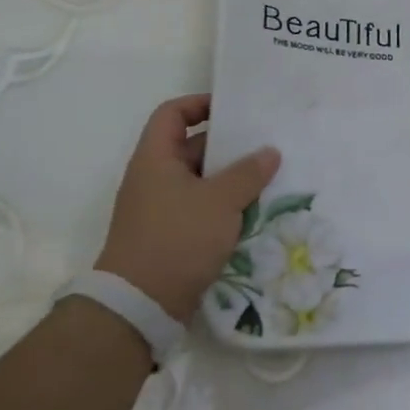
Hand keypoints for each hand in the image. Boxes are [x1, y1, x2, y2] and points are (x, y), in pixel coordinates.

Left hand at [95, 95, 280, 321]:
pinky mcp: (170, 236)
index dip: (200, 104)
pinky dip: (225, 207)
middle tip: (265, 146)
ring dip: (231, 180)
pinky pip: (201, 209)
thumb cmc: (177, 239)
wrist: (140, 305)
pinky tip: (255, 213)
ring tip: (268, 179)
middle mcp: (154, 179)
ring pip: (201, 182)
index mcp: (156, 159)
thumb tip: (269, 152)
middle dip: (228, 147)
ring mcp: (161, 209)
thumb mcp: (220, 201)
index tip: (234, 110)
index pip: (172, 114)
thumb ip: (248, 173)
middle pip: (192, 148)